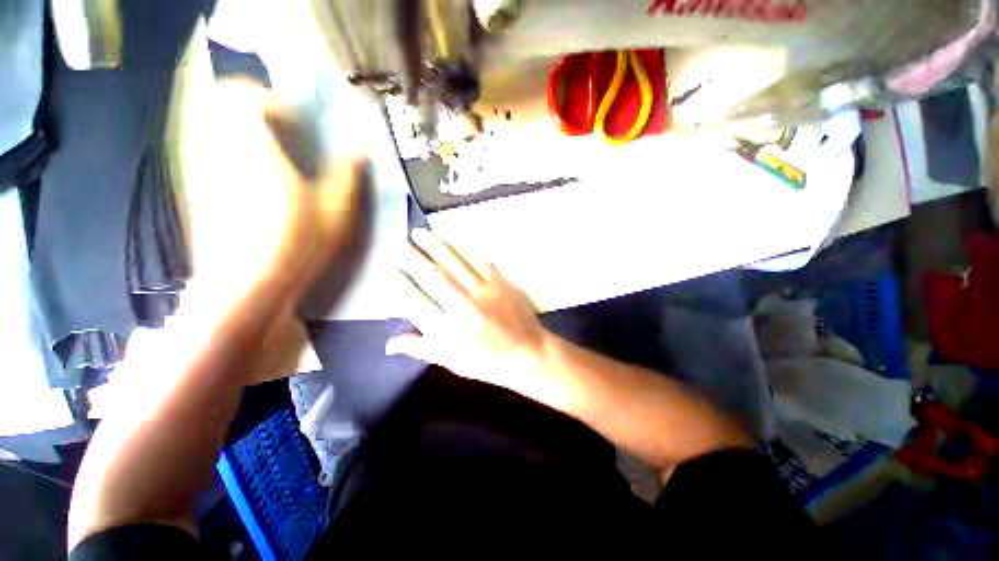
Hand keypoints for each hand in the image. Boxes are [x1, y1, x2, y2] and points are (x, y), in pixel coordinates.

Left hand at [178, 80, 364, 313]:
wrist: (243, 287)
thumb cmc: (295, 245)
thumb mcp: (336, 211)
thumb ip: (347, 174)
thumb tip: (360, 147)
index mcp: (250, 146)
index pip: (243, 94)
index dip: (272, 103)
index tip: (296, 126)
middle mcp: (215, 148)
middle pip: (220, 105)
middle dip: (253, 112)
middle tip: (285, 138)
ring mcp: (198, 169)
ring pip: (211, 128)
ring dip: (241, 132)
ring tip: (271, 158)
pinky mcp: (194, 190)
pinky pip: (207, 152)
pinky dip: (229, 153)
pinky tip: (253, 182)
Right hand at [389, 229, 558, 400]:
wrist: (527, 353)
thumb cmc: (486, 362)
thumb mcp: (450, 361)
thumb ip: (420, 348)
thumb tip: (388, 344)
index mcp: (447, 333)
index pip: (416, 303)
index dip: (401, 285)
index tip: (392, 272)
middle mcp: (463, 309)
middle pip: (433, 277)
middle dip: (413, 257)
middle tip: (401, 244)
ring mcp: (484, 292)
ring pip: (453, 263)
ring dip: (434, 245)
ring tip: (419, 232)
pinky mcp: (500, 282)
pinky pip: (477, 260)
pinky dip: (460, 246)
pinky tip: (449, 237)